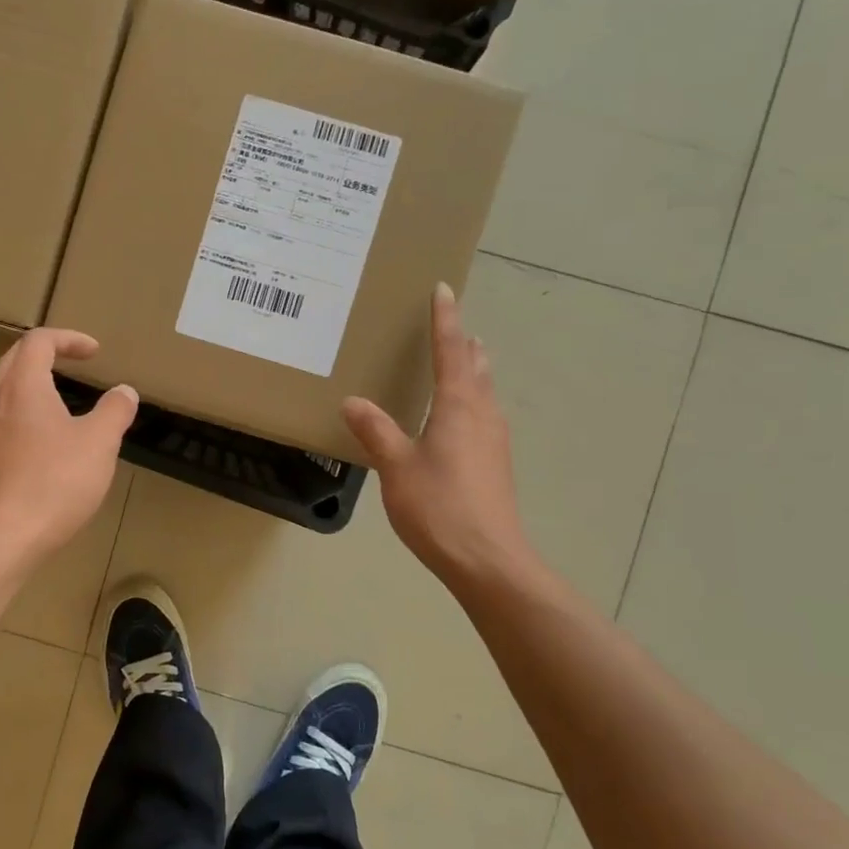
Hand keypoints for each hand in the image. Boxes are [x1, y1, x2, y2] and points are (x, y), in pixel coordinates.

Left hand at [0, 328, 136, 568]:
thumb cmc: (55, 483)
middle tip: (73, 362)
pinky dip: (26, 413)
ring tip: (62, 399)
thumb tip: (124, 392)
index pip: (39, 341)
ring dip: (33, 383)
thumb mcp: (99, 443)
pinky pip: (3, 420)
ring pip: (5, 391)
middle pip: (15, 360)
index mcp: (24, 387)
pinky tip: (46, 441)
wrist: (3, 539)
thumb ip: (114, 411)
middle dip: (46, 353)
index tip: (95, 352)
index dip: (68, 339)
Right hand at [342, 284, 540, 595]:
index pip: (451, 351)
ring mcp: (494, 440)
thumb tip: (353, 401)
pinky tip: (458, 417)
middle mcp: (483, 415)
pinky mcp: (495, 464)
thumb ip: (376, 431)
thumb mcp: (397, 466)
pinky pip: (483, 415)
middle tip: (450, 324)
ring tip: (461, 359)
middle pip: (477, 367)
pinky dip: (472, 399)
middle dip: (464, 343)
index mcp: (459, 406)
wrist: (487, 560)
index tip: (443, 289)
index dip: (445, 319)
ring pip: (485, 391)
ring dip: (472, 370)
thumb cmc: (439, 506)